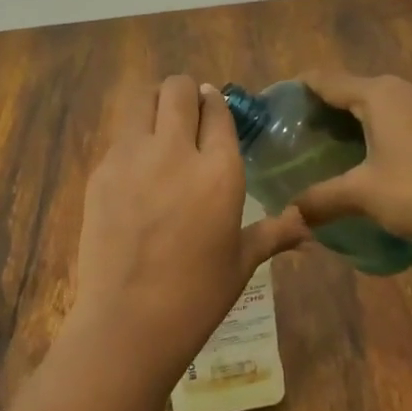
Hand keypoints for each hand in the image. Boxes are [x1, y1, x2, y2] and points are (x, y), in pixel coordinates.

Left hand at [69, 75, 307, 386]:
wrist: (128, 321)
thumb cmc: (197, 295)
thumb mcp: (242, 261)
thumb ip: (275, 233)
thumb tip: (309, 227)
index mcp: (219, 170)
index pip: (217, 111)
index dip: (216, 104)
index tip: (213, 107)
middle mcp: (176, 151)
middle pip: (178, 90)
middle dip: (185, 92)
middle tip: (186, 111)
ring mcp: (132, 156)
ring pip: (142, 99)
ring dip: (154, 103)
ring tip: (159, 124)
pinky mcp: (101, 170)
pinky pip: (119, 135)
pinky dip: (132, 137)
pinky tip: (136, 166)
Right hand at [291, 71, 411, 245]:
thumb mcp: (362, 195)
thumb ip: (321, 199)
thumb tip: (290, 213)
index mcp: (379, 94)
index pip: (327, 79)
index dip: (301, 88)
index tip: (279, 102)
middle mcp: (406, 90)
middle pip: (355, 88)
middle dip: (327, 106)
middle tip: (302, 132)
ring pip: (383, 104)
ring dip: (358, 120)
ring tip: (336, 147)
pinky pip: (405, 119)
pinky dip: (384, 131)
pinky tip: (379, 160)